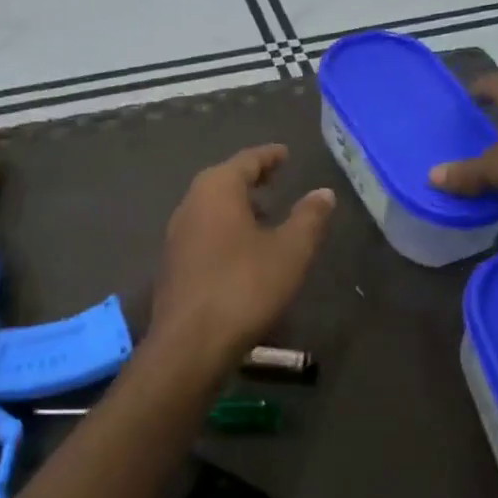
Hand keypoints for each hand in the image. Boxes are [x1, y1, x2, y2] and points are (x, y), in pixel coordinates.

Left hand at [151, 145, 335, 362]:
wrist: (190, 343)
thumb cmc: (244, 287)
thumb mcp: (290, 251)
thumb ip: (309, 218)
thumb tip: (324, 192)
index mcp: (216, 190)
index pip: (246, 161)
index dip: (269, 156)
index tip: (285, 154)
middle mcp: (190, 204)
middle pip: (223, 181)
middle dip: (250, 179)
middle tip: (275, 178)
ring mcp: (177, 235)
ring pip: (211, 208)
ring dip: (237, 206)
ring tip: (265, 215)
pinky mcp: (173, 264)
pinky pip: (204, 233)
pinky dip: (226, 229)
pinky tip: (242, 250)